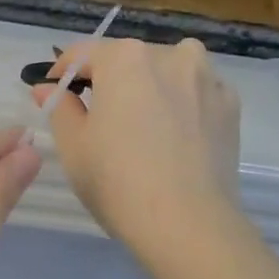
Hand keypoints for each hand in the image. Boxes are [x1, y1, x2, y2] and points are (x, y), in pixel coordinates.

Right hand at [34, 38, 241, 252]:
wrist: (188, 223)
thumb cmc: (117, 181)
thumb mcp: (73, 145)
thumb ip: (59, 106)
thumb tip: (48, 88)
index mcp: (125, 58)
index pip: (83, 54)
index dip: (62, 72)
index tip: (53, 93)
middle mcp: (170, 54)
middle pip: (127, 60)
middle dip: (108, 81)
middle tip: (94, 117)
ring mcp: (207, 78)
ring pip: (166, 72)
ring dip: (148, 88)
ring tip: (139, 125)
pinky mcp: (230, 106)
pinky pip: (194, 94)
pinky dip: (179, 105)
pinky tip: (172, 137)